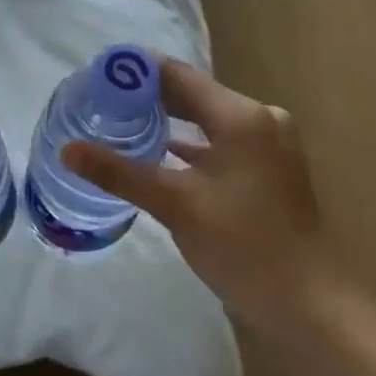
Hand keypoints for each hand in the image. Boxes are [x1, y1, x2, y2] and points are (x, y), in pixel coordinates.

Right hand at [62, 58, 338, 334]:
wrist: (309, 304)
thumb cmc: (244, 246)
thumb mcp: (176, 205)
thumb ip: (119, 173)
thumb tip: (66, 149)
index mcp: (242, 116)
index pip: (179, 76)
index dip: (137, 71)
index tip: (97, 73)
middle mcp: (259, 119)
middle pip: (193, 95)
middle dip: (147, 96)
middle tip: (100, 99)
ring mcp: (267, 145)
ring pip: (206, 120)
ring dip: (167, 120)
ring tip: (120, 121)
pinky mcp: (267, 169)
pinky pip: (219, 142)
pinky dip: (189, 145)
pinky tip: (157, 152)